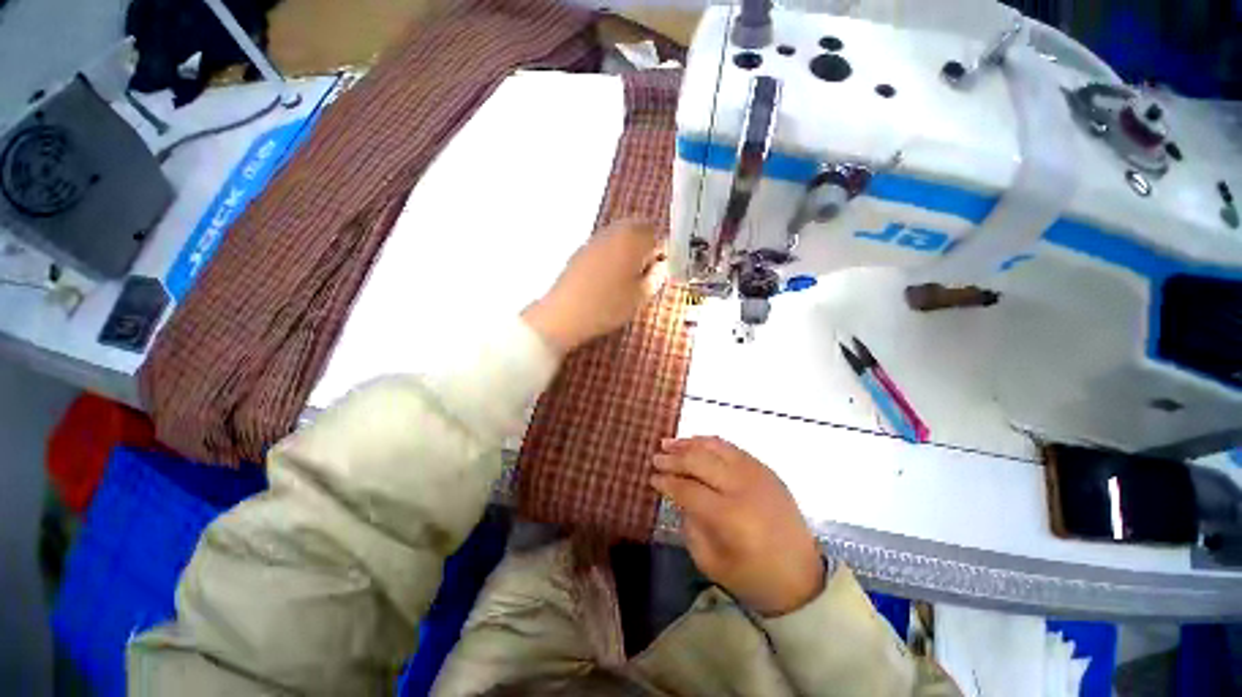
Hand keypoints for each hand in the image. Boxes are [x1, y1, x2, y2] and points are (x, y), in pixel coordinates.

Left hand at [522, 219, 666, 353]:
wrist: (565, 314)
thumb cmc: (608, 306)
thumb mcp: (641, 296)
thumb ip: (657, 276)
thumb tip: (661, 264)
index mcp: (633, 239)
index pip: (658, 234)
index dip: (664, 251)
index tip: (662, 269)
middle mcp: (614, 231)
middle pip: (638, 228)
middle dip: (647, 245)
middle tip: (647, 271)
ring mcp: (595, 239)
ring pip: (621, 235)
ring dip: (630, 248)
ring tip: (629, 276)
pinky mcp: (581, 250)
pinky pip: (606, 244)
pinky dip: (614, 253)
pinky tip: (609, 276)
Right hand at [651, 437, 824, 616]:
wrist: (802, 578)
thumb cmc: (753, 577)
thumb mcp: (710, 562)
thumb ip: (690, 525)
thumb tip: (679, 496)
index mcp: (730, 516)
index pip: (687, 489)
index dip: (666, 482)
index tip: (652, 478)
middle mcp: (743, 486)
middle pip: (699, 461)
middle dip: (673, 458)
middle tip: (655, 458)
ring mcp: (757, 474)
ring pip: (715, 447)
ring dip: (689, 444)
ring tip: (669, 443)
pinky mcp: (766, 469)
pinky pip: (732, 448)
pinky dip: (710, 443)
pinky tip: (696, 443)